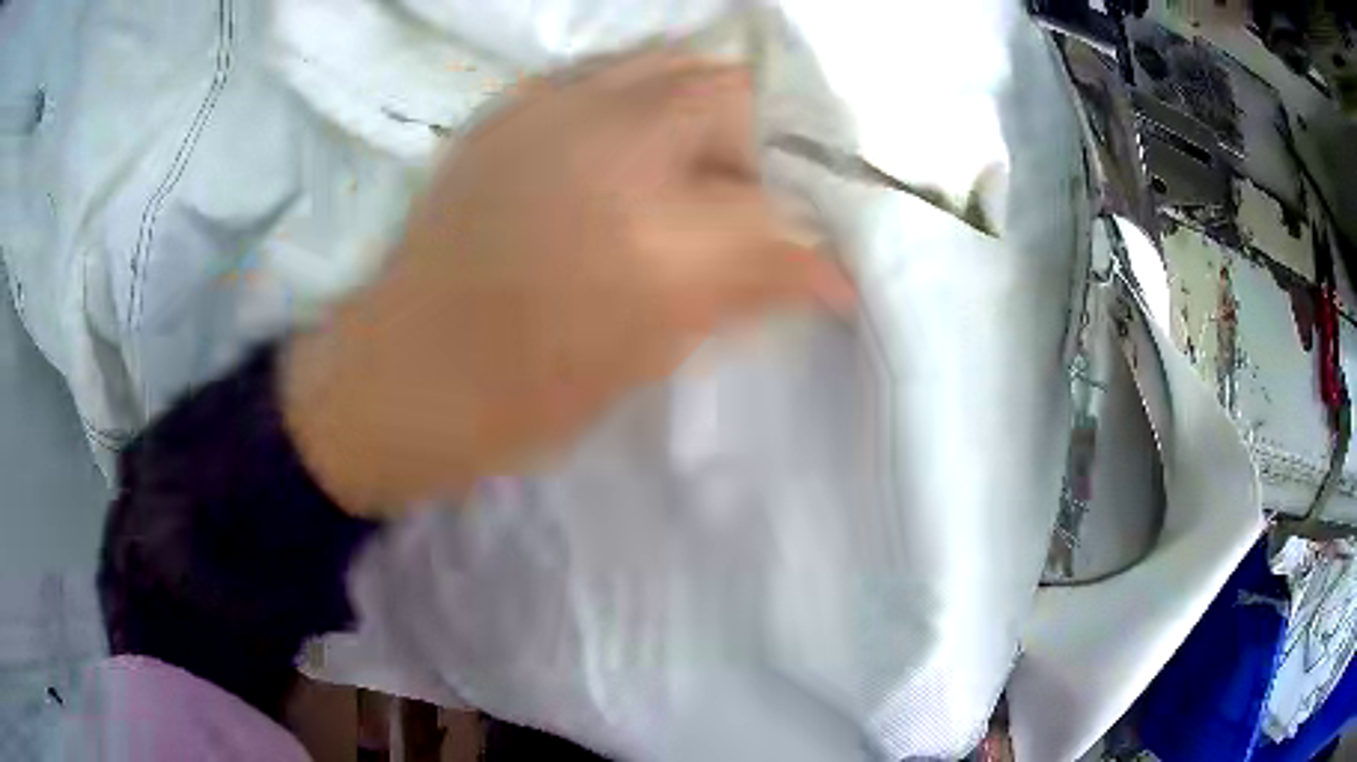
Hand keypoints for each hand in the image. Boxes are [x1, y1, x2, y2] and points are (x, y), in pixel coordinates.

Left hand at [282, 50, 852, 516]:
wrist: (399, 375)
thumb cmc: (516, 400)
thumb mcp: (644, 361)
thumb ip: (740, 295)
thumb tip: (818, 270)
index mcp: (648, 241)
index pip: (779, 216)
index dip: (820, 245)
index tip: (833, 267)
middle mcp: (606, 147)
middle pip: (734, 93)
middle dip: (772, 141)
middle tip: (770, 193)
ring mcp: (549, 112)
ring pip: (673, 62)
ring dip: (712, 105)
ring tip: (712, 159)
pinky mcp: (511, 108)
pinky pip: (608, 71)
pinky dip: (647, 95)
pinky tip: (643, 143)